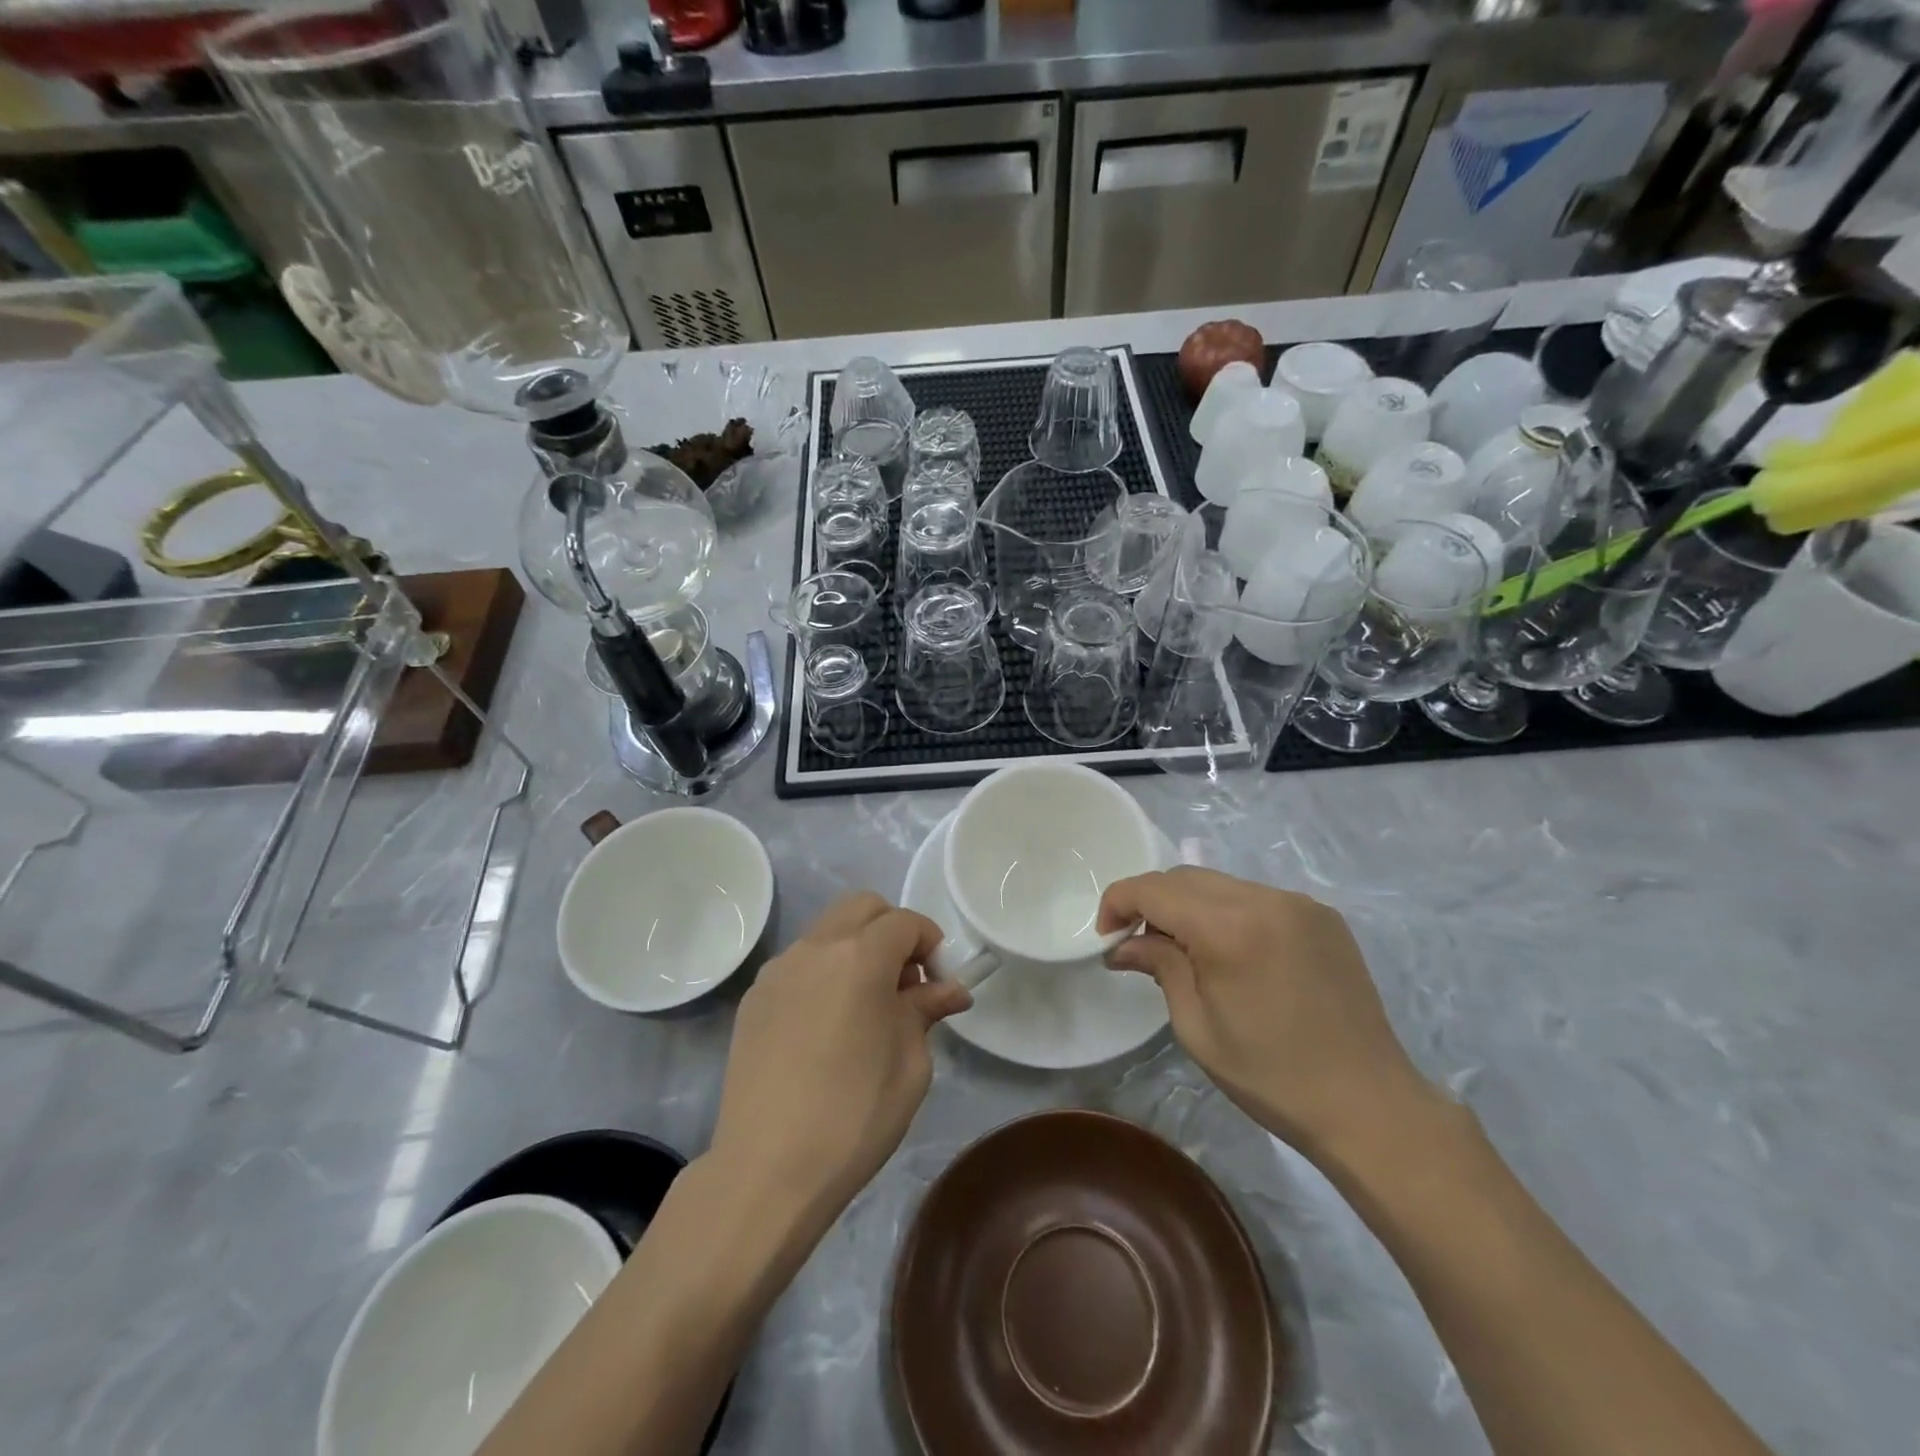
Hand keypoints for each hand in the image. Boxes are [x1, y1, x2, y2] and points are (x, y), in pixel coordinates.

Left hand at [710, 893, 970, 1219]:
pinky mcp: (754, 997)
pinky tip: (827, 1024)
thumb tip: (950, 989)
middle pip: (863, 907)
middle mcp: (814, 948)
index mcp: (859, 957)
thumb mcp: (910, 1063)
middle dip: (893, 931)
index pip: (905, 921)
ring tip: (866, 1005)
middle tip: (905, 983)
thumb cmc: (854, 1116)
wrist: (766, 1170)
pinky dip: (824, 971)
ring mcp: (778, 970)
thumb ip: (926, 1010)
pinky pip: (800, 962)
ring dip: (856, 948)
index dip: (931, 943)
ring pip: (828, 930)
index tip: (940, 984)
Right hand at [1098, 867, 1436, 1160]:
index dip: (1119, 902)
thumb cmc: (1272, 1076)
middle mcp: (1265, 899)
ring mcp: (1299, 903)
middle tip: (1140, 945)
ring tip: (1186, 951)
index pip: (1154, 889)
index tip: (1106, 935)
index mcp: (1229, 928)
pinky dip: (1229, 912)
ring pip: (1221, 884)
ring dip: (1190, 906)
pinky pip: (1257, 897)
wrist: (1369, 1105)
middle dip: (1152, 902)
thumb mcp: (1197, 1027)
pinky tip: (1233, 954)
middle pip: (1185, 877)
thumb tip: (1124, 944)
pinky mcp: (1322, 916)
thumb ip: (1160, 967)